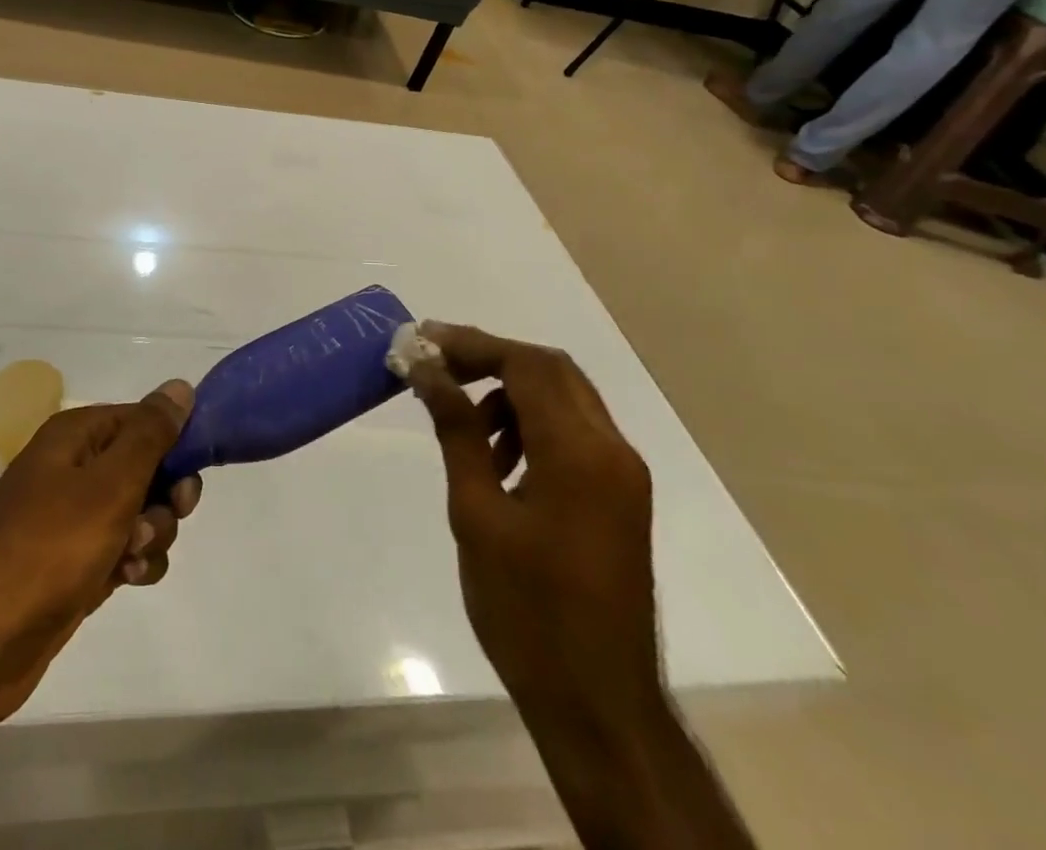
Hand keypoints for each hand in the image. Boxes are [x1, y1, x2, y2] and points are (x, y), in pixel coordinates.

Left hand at [0, 383, 202, 733]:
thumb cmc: (45, 550)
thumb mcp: (109, 485)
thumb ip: (150, 434)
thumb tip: (179, 386)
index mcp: (76, 436)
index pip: (143, 419)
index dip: (175, 442)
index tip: (191, 474)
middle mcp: (73, 469)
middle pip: (147, 466)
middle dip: (165, 494)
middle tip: (169, 514)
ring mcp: (73, 520)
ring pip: (141, 512)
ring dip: (152, 534)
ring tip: (130, 558)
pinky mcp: (74, 566)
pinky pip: (124, 550)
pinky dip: (134, 563)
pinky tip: (126, 580)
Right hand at [407, 325, 659, 724]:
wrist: (599, 704)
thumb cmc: (527, 611)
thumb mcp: (477, 514)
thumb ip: (457, 430)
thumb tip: (427, 369)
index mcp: (580, 453)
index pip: (527, 364)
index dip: (473, 344)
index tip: (423, 341)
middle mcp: (612, 450)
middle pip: (551, 370)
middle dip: (491, 358)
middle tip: (437, 364)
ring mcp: (623, 474)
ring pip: (564, 398)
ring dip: (511, 392)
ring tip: (462, 421)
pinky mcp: (621, 496)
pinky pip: (574, 434)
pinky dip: (532, 425)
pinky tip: (498, 461)